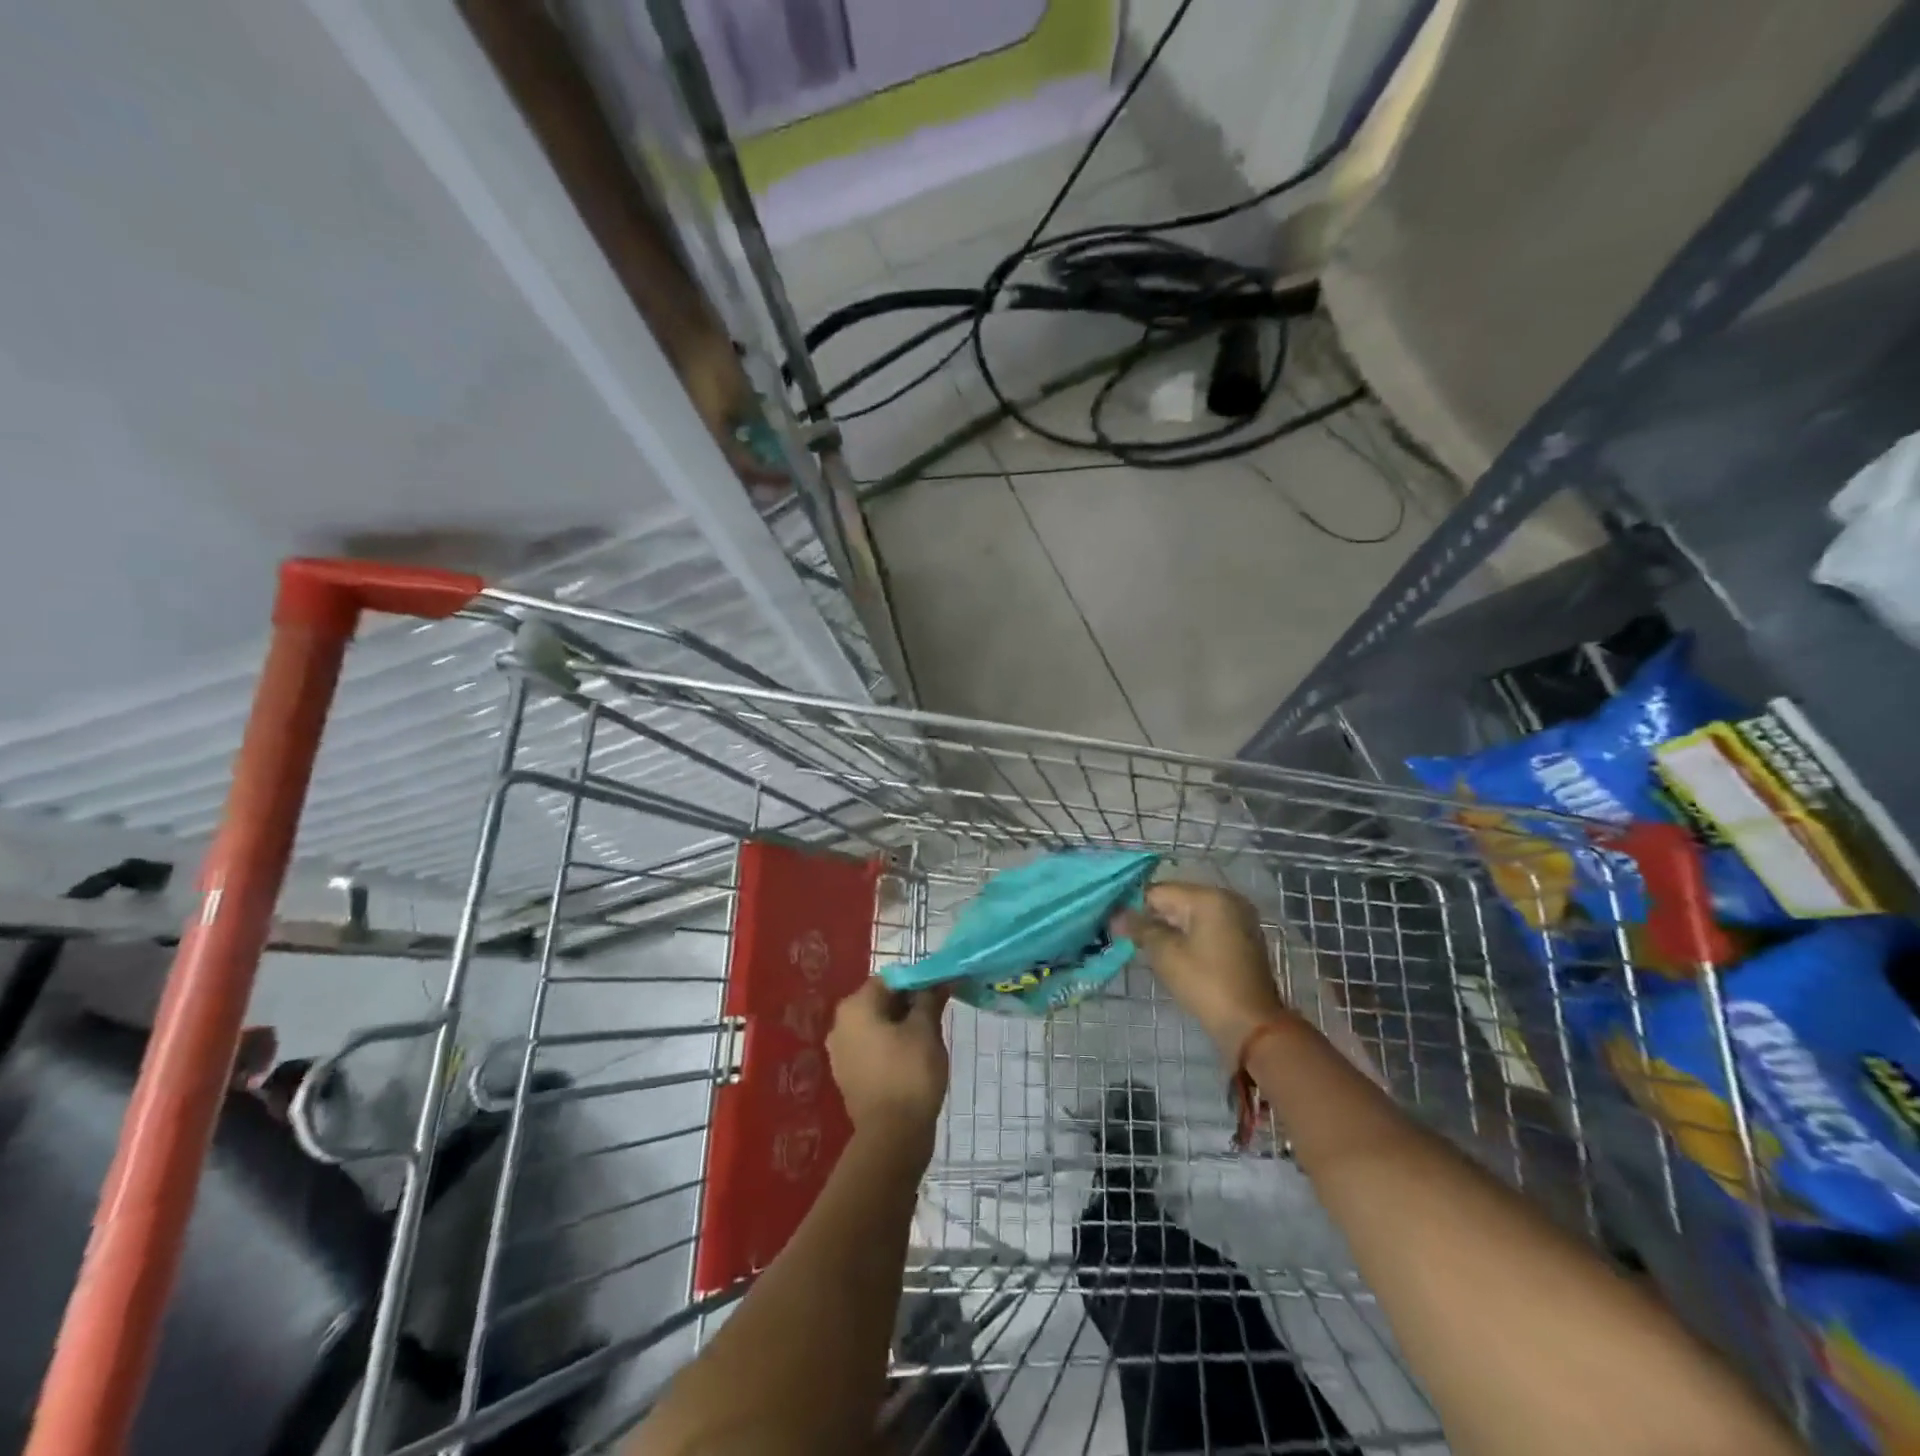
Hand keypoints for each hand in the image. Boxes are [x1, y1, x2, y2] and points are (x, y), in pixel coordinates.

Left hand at [826, 979, 949, 1145]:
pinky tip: (911, 1061)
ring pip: (876, 1026)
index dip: (917, 983)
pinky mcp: (847, 1076)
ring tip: (926, 1040)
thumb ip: (929, 999)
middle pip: (880, 1001)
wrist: (892, 1136)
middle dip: (908, 1005)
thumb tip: (938, 980)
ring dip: (900, 1027)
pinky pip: (870, 1049)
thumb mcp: (926, 1030)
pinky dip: (889, 1048)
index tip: (939, 994)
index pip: (890, 979)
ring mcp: (840, 1052)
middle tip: (936, 1017)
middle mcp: (840, 1024)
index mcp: (855, 1006)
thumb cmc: (910, 1073)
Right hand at [1115, 883, 1289, 1054]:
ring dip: (1169, 928)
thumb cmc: (1206, 984)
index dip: (1133, 907)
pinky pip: (1206, 927)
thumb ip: (1140, 928)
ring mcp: (1238, 919)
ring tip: (1148, 949)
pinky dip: (1189, 936)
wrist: (1252, 1025)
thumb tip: (1117, 915)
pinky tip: (1174, 955)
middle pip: (1176, 900)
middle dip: (1152, 918)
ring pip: (1191, 915)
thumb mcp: (1166, 955)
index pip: (1158, 891)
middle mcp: (1226, 899)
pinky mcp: (1243, 939)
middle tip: (1128, 940)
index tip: (1115, 927)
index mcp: (1208, 897)